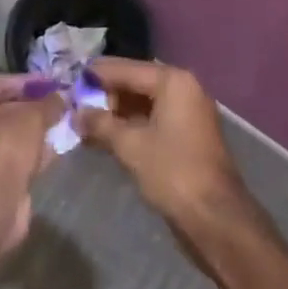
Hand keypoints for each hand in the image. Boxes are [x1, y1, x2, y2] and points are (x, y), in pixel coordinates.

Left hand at [0, 75, 63, 251]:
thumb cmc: (4, 146)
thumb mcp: (32, 116)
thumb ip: (49, 103)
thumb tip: (62, 96)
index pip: (1, 82)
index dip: (30, 81)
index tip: (55, 82)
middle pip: (6, 109)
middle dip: (36, 107)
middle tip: (63, 103)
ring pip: (13, 136)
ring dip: (38, 131)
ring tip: (67, 123)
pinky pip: (17, 158)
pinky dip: (35, 153)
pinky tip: (59, 147)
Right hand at [76, 59, 248, 233]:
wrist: (216, 219)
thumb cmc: (173, 172)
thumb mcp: (131, 146)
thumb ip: (101, 124)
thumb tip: (76, 113)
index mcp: (173, 81)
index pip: (127, 69)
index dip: (98, 74)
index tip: (72, 78)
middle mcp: (183, 88)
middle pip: (136, 83)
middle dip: (106, 95)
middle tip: (76, 105)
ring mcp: (188, 113)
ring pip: (144, 104)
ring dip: (116, 114)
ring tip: (85, 123)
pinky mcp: (187, 136)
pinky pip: (153, 120)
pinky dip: (131, 127)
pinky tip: (106, 138)